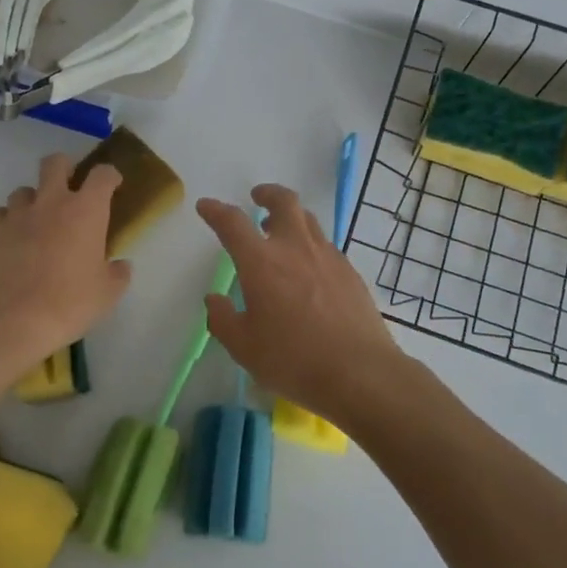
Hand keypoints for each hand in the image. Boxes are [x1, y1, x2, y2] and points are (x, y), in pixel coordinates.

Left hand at [0, 153, 131, 356]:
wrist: (15, 320)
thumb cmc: (71, 303)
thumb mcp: (108, 293)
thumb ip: (118, 273)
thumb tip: (119, 265)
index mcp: (86, 210)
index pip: (102, 174)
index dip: (110, 176)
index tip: (113, 187)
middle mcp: (51, 202)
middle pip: (55, 163)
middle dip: (64, 169)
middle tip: (70, 191)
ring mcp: (18, 214)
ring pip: (24, 190)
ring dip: (34, 201)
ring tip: (37, 223)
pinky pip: (0, 214)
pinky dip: (8, 222)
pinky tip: (13, 241)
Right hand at [198, 185, 406, 428]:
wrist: (360, 372)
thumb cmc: (293, 360)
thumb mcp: (244, 347)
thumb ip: (223, 319)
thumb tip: (214, 300)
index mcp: (261, 263)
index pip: (232, 223)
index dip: (215, 210)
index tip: (206, 207)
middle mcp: (295, 248)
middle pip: (284, 202)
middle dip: (267, 194)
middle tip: (257, 198)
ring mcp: (328, 257)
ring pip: (308, 220)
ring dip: (291, 217)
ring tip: (281, 232)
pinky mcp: (350, 272)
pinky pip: (326, 246)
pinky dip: (311, 245)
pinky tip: (309, 268)